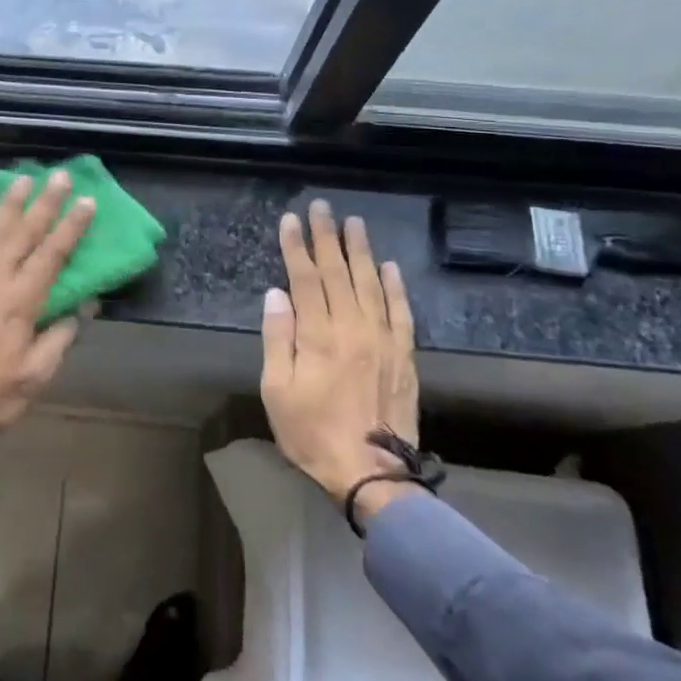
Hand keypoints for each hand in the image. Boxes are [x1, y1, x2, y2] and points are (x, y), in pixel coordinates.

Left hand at [0, 171, 94, 490]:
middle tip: (58, 175)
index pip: (53, 254)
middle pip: (22, 232)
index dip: (72, 226)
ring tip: (22, 180)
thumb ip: (60, 336)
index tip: (86, 200)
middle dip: (44, 203)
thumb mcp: (35, 376)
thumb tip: (86, 304)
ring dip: (7, 204)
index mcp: (21, 303)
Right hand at [260, 200, 421, 524]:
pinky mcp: (404, 356)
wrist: (372, 474)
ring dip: (361, 251)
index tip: (290, 220)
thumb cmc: (313, 433)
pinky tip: (390, 267)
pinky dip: (395, 287)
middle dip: (327, 237)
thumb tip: (276, 294)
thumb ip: (278, 339)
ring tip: (354, 223)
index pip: (304, 279)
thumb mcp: (277, 390)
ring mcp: (383, 340)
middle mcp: (353, 327)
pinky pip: (401, 312)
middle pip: (338, 273)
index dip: (296, 247)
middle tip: (322, 207)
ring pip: (371, 284)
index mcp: (318, 335)